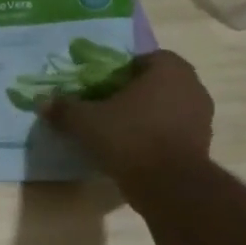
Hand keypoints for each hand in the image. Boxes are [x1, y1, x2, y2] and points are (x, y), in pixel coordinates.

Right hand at [38, 50, 214, 197]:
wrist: (169, 185)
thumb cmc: (130, 139)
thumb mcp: (87, 123)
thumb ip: (65, 109)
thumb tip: (42, 102)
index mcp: (168, 67)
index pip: (139, 59)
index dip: (116, 73)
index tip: (99, 90)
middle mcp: (191, 84)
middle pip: (154, 83)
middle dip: (131, 94)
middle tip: (106, 110)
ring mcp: (201, 114)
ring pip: (165, 108)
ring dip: (145, 117)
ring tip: (119, 134)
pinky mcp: (202, 143)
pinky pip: (173, 131)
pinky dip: (157, 137)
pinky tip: (136, 152)